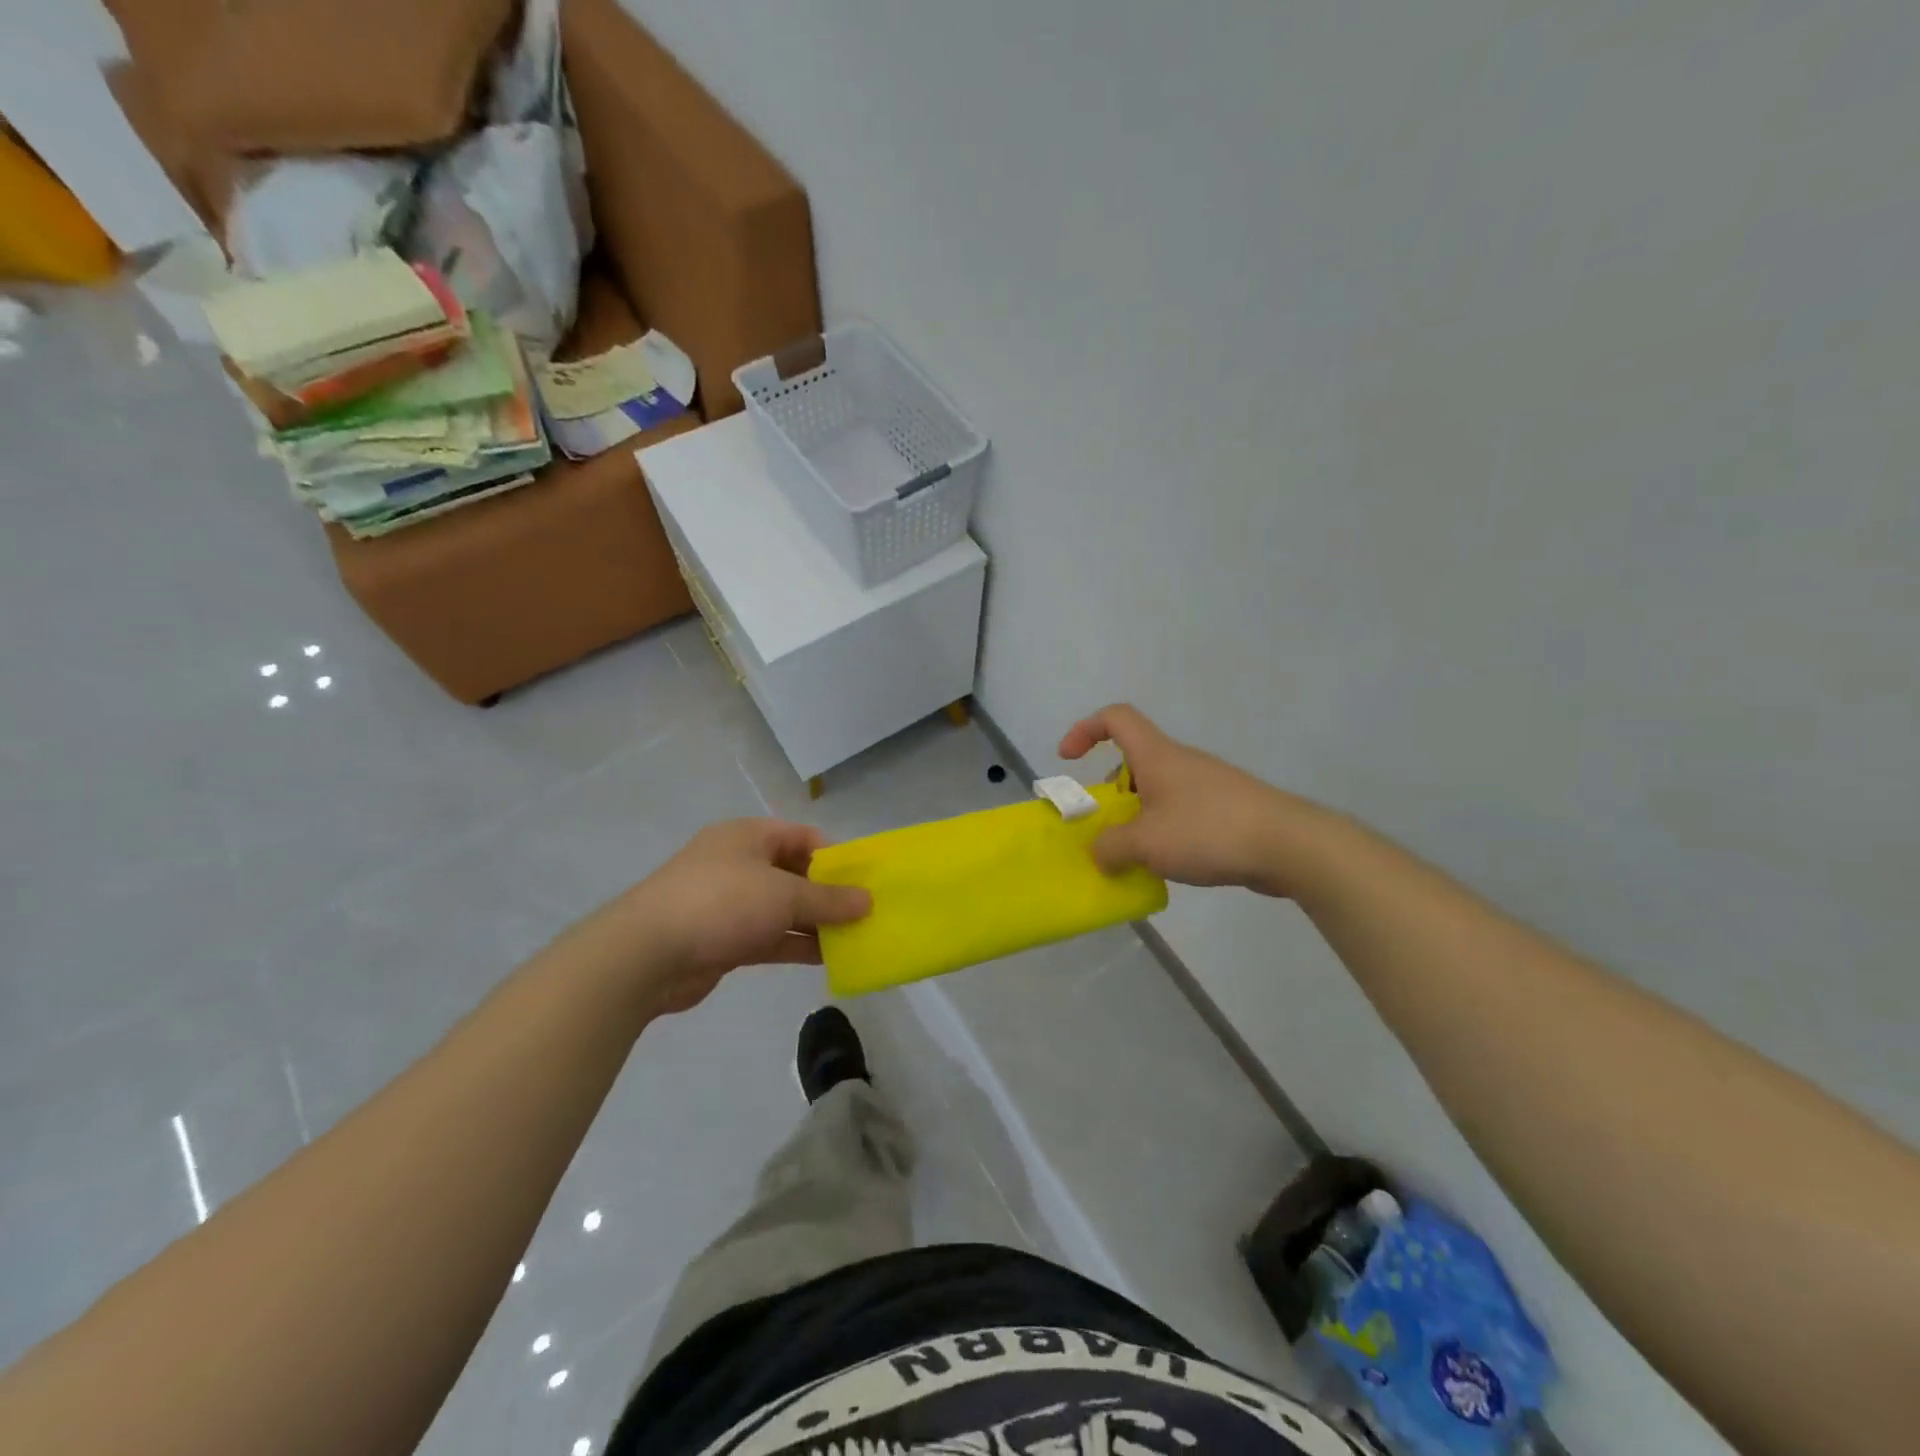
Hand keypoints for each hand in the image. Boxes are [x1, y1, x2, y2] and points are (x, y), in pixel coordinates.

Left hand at [611, 819, 870, 1014]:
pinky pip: (769, 936)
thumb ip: (828, 900)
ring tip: (854, 939)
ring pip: (782, 908)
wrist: (646, 955)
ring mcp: (728, 902)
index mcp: (748, 836)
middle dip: (828, 893)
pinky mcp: (722, 938)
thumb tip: (867, 901)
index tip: (862, 882)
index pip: (802, 836)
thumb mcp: (784, 896)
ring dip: (815, 922)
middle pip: (794, 872)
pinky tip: (827, 958)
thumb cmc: (721, 904)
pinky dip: (795, 943)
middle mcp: (738, 863)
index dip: (835, 856)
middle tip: (863, 913)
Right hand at [1059, 704, 1326, 896]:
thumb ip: (1110, 847)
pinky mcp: (1227, 810)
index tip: (1068, 759)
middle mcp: (1180, 763)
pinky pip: (1182, 813)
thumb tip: (1099, 853)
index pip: (1116, 718)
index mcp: (1157, 756)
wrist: (1290, 845)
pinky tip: (1170, 865)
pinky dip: (1164, 832)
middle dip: (1111, 792)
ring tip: (1135, 856)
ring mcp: (1207, 785)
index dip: (1085, 729)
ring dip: (1138, 817)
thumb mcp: (1145, 843)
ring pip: (1157, 792)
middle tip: (1104, 828)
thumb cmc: (1209, 831)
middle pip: (1134, 762)